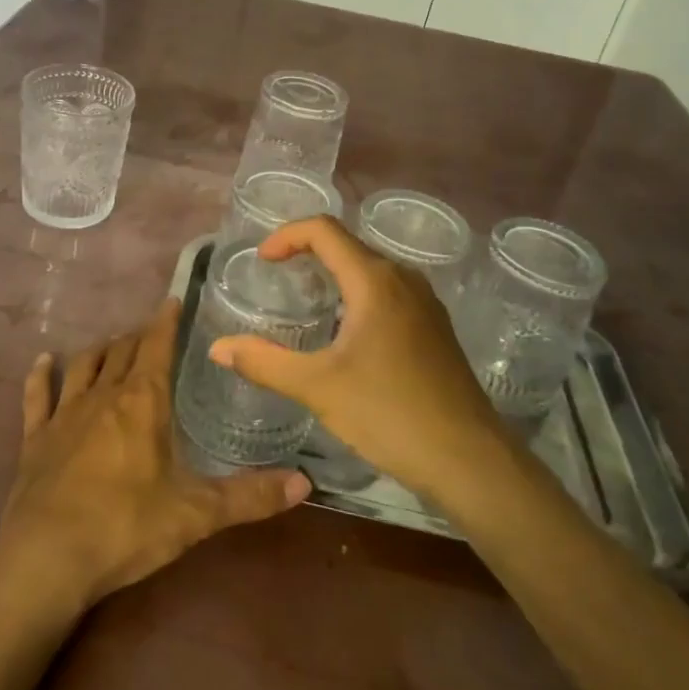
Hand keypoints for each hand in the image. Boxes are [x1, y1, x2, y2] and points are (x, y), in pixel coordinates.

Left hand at [0, 299, 310, 619]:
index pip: (156, 345)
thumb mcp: (196, 514)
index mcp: (143, 402)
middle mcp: (103, 396)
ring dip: (100, 350)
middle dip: (138, 336)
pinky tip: (43, 362)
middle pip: (122, 351)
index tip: (172, 299)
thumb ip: (250, 497)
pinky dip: (41, 376)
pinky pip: (38, 397)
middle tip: (151, 330)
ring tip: (111, 343)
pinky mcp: (35, 439)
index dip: (165, 321)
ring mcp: (64, 415)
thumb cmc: (126, 527)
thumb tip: (305, 482)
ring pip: (84, 366)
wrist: (46, 559)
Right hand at [209, 217, 513, 502]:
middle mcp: (403, 279)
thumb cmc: (389, 414)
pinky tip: (345, 332)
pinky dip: (357, 294)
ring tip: (305, 300)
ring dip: (334, 273)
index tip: (262, 261)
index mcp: (375, 281)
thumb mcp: (318, 387)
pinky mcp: (435, 327)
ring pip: (370, 269)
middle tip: (276, 278)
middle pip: (348, 245)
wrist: (469, 459)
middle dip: (308, 252)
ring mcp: (425, 303)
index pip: (324, 230)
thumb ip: (264, 362)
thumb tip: (218, 348)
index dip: (287, 235)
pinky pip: (388, 292)